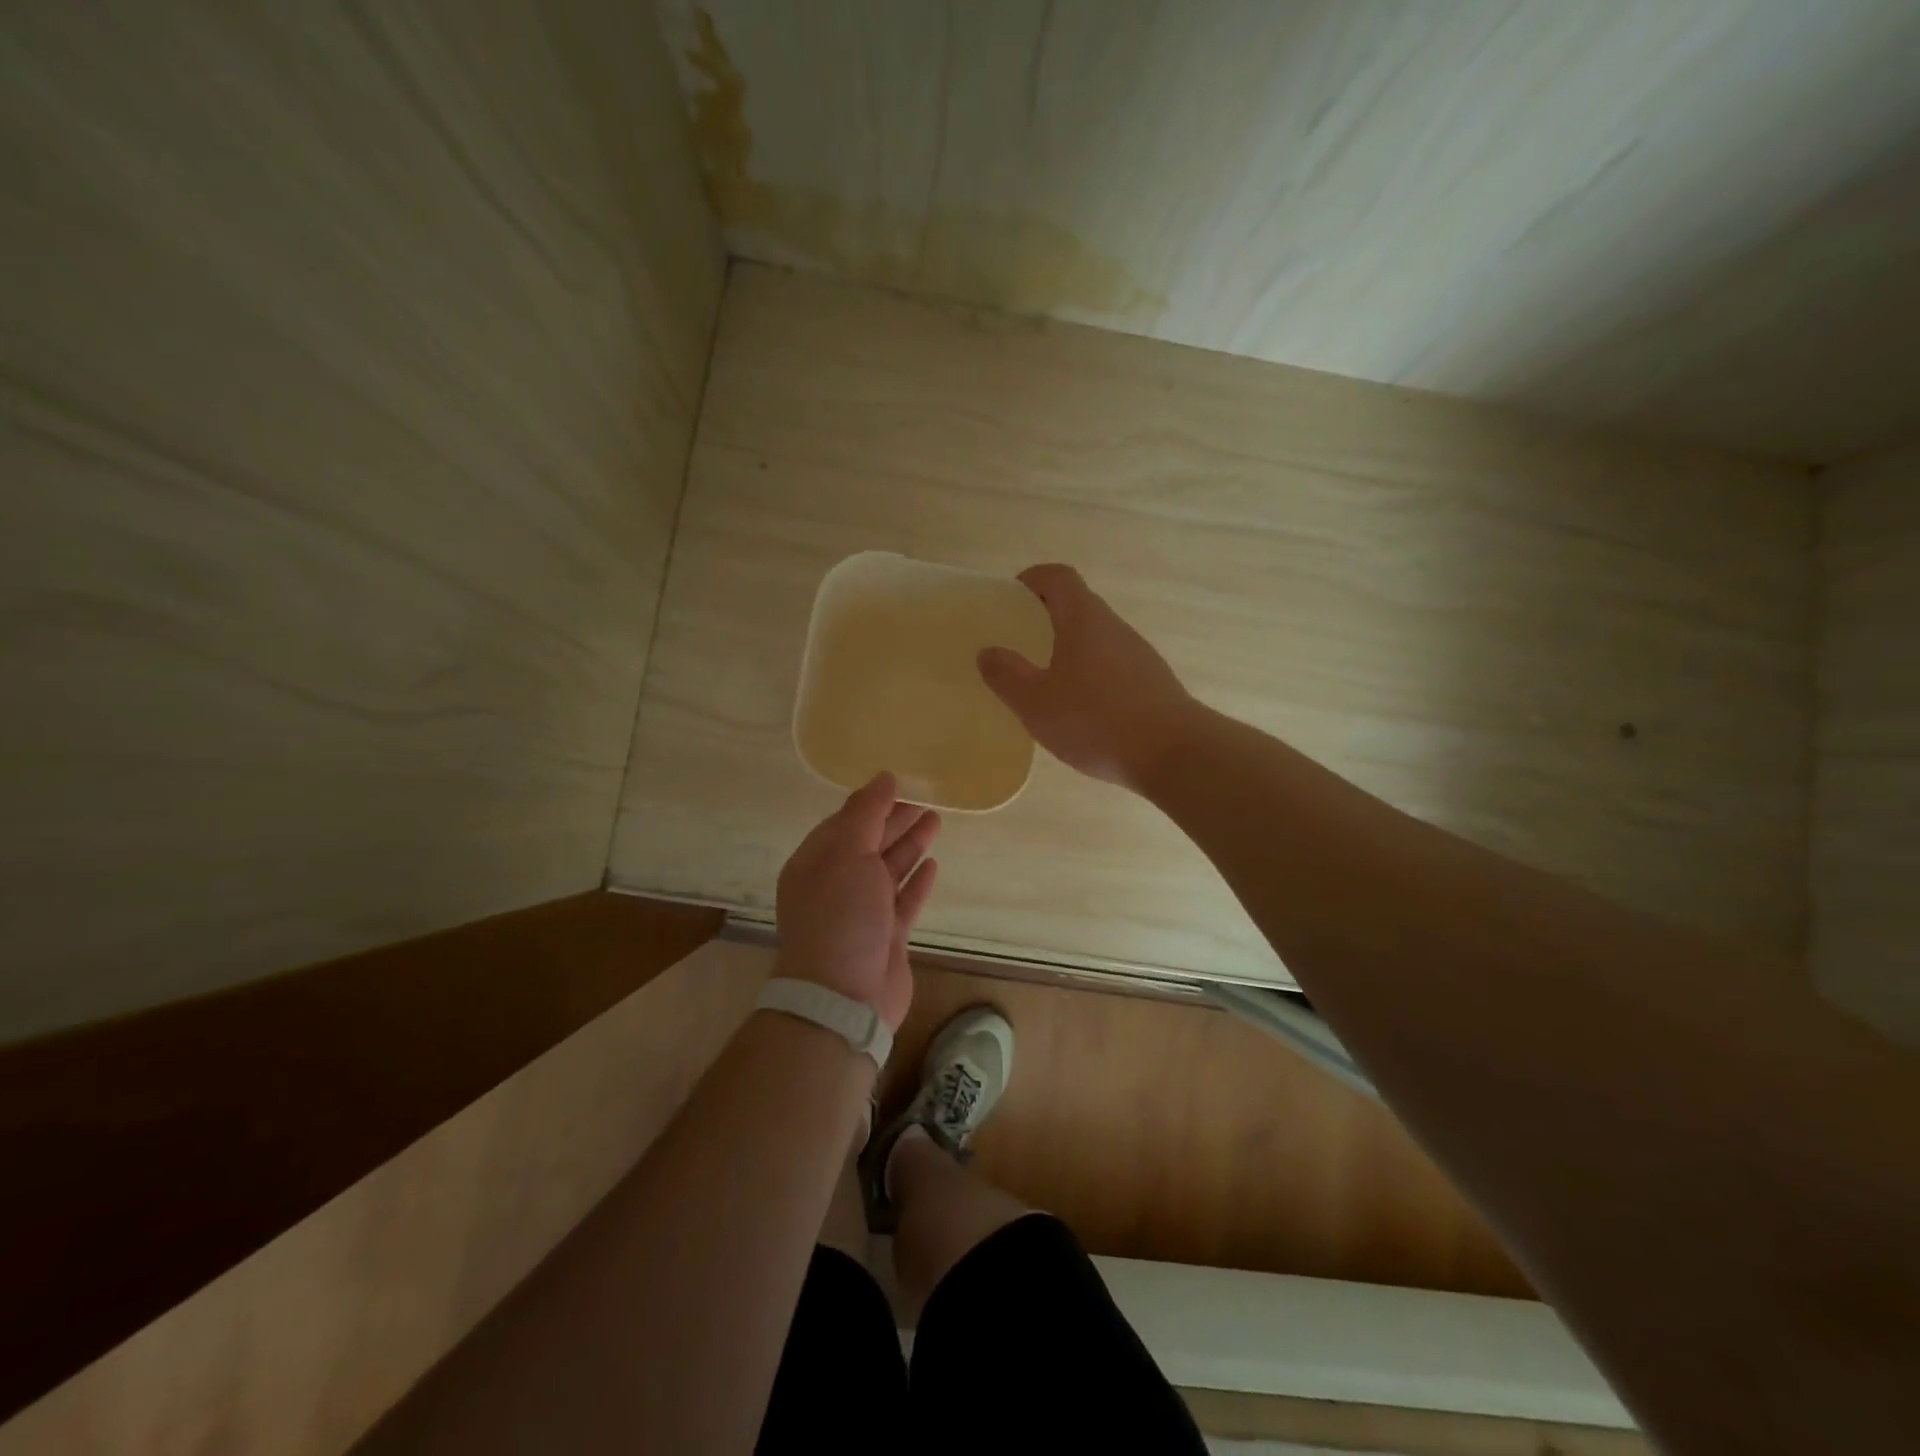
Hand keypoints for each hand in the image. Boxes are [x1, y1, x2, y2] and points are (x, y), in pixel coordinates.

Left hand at [775, 772, 939, 1031]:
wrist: (842, 998)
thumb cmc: (840, 917)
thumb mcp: (847, 854)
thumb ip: (866, 814)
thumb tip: (884, 777)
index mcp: (817, 862)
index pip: (845, 822)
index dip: (873, 803)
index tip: (902, 783)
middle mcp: (836, 884)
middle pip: (869, 843)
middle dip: (895, 821)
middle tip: (926, 799)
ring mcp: (861, 913)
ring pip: (889, 870)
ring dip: (910, 845)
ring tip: (936, 821)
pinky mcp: (886, 937)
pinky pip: (903, 901)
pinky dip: (917, 882)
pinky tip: (933, 865)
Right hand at [978, 563, 1196, 791]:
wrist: (1174, 754)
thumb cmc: (1096, 721)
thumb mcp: (1036, 703)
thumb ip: (1007, 675)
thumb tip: (988, 651)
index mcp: (1084, 619)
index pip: (1058, 577)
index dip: (1032, 579)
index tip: (1010, 599)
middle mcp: (1114, 627)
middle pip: (1078, 605)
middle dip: (1046, 616)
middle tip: (1019, 642)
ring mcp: (1138, 654)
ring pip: (1096, 637)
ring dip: (1069, 647)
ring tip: (1045, 680)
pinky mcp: (1152, 682)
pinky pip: (1112, 664)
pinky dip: (1090, 672)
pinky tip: (1080, 709)